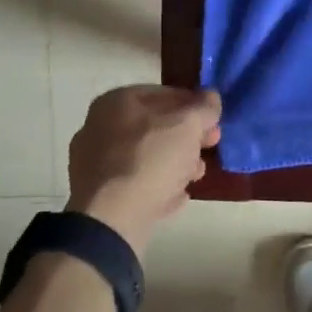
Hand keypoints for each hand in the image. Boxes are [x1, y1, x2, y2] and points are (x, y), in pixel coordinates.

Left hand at [67, 86, 221, 255]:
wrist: (112, 217)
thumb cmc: (151, 159)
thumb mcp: (188, 125)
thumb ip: (203, 108)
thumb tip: (211, 97)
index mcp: (117, 101)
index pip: (165, 94)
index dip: (195, 106)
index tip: (215, 123)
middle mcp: (100, 126)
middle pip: (156, 126)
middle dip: (187, 138)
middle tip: (209, 148)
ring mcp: (96, 161)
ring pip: (147, 156)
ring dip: (176, 164)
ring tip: (195, 177)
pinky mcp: (99, 193)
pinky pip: (136, 182)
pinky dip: (157, 186)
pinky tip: (175, 197)